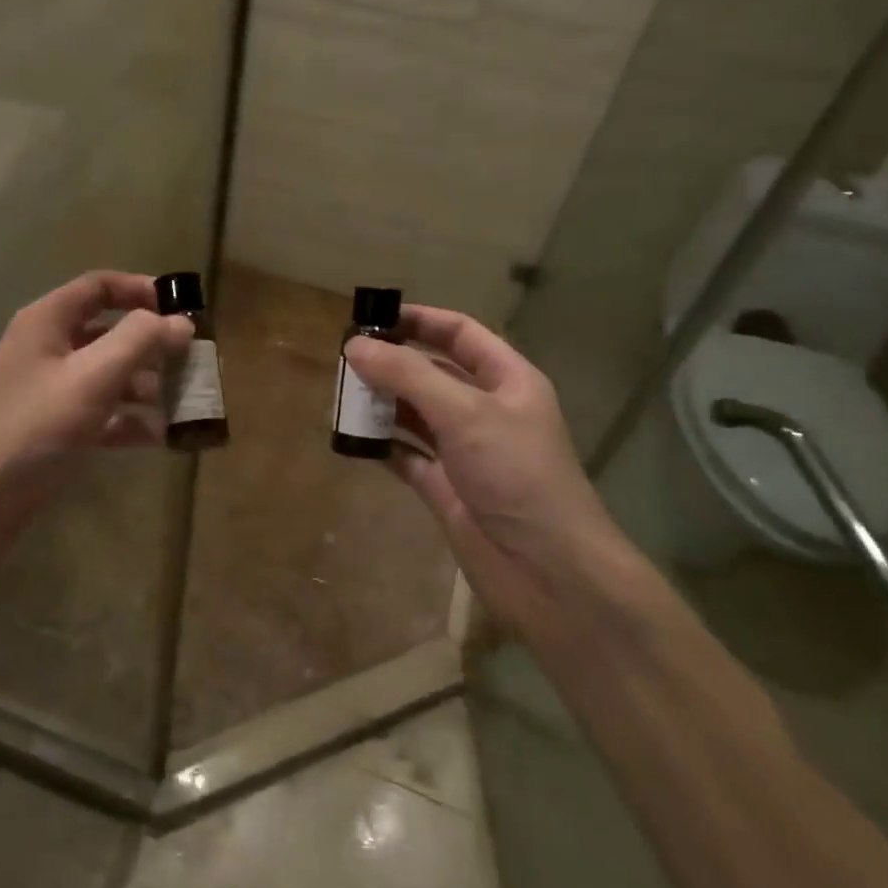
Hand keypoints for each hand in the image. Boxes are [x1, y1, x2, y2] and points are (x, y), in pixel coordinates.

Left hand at [0, 272, 192, 538]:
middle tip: (194, 364)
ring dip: (147, 386)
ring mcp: (50, 393)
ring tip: (185, 404)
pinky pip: (101, 416)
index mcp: (48, 322)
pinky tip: (160, 437)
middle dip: (153, 347)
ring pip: (108, 377)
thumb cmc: (33, 428)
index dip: (141, 290)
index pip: (99, 286)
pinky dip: (129, 422)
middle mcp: (48, 350)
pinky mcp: (54, 432)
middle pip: (109, 333)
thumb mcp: (92, 377)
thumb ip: (140, 341)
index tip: (183, 311)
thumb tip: (181, 321)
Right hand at [343, 307, 637, 628]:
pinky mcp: (445, 486)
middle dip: (391, 363)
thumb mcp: (464, 412)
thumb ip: (408, 375)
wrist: (546, 569)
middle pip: (432, 372)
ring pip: (415, 413)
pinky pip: (405, 455)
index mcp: (507, 380)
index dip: (419, 320)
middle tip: (344, 359)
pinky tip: (351, 438)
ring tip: (340, 395)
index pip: (460, 334)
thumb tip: (354, 345)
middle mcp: (485, 410)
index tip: (371, 318)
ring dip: (381, 403)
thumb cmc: (516, 474)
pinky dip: (380, 445)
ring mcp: (464, 450)